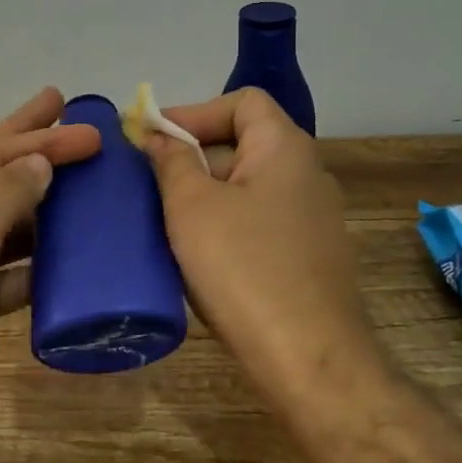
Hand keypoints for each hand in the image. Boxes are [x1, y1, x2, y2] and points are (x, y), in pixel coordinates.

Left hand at [0, 87, 100, 462]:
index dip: (41, 139)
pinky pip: (9, 269)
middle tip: (74, 118)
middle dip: (35, 150)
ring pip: (6, 224)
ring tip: (88, 188)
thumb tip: (41, 162)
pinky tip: (72, 255)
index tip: (89, 131)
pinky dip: (37, 262)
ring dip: (44, 210)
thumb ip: (5, 195)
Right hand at [145, 88, 373, 404]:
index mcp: (285, 149)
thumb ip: (172, 161)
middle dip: (193, 156)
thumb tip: (159, 136)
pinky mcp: (308, 258)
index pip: (242, 101)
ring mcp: (312, 220)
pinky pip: (258, 223)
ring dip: (204, 195)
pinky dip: (224, 225)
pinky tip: (195, 255)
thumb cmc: (244, 268)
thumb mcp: (192, 206)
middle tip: (149, 181)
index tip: (153, 138)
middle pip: (243, 143)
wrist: (310, 360)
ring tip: (163, 218)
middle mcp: (307, 175)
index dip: (195, 112)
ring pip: (247, 187)